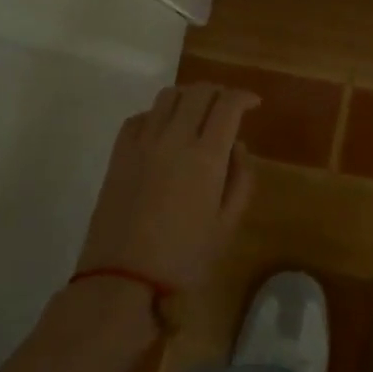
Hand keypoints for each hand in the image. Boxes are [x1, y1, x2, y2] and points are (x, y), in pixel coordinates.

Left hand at [76, 83, 259, 290]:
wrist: (122, 280)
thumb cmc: (184, 257)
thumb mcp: (227, 225)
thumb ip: (240, 179)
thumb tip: (237, 147)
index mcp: (206, 155)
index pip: (228, 104)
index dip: (244, 96)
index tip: (254, 104)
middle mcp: (174, 138)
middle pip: (199, 91)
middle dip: (219, 92)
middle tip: (228, 108)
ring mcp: (142, 143)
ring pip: (168, 96)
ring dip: (188, 97)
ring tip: (196, 114)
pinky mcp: (118, 153)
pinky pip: (140, 116)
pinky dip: (158, 114)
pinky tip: (163, 131)